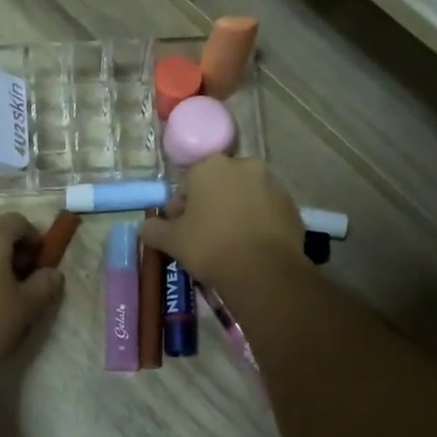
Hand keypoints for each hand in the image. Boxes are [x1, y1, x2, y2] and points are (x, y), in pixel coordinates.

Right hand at [140, 157, 306, 298]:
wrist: (263, 271)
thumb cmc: (210, 247)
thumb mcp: (172, 241)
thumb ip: (154, 229)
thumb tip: (145, 227)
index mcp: (210, 166)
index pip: (186, 185)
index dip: (180, 210)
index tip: (180, 232)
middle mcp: (243, 165)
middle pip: (218, 186)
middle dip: (210, 206)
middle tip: (203, 236)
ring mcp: (271, 183)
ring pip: (244, 196)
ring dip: (234, 212)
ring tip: (229, 242)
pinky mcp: (291, 204)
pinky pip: (266, 210)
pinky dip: (257, 222)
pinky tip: (251, 246)